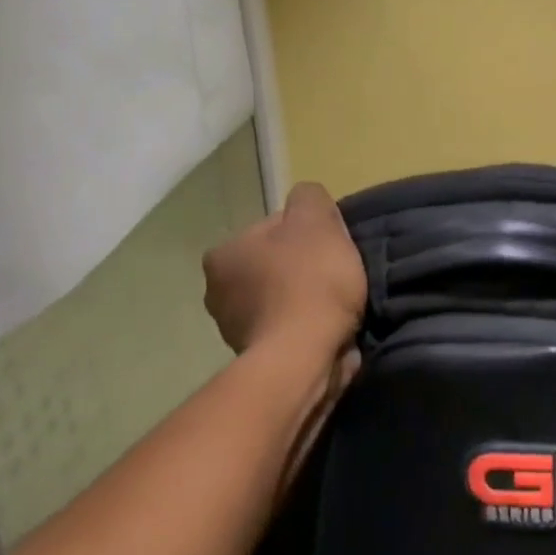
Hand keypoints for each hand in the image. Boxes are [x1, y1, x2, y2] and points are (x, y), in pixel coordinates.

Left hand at [202, 183, 366, 355]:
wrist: (304, 357)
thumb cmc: (309, 283)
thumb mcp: (316, 221)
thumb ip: (309, 198)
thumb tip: (306, 200)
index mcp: (224, 252)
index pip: (275, 228)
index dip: (311, 233)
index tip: (334, 248)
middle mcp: (217, 290)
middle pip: (276, 264)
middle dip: (304, 268)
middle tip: (338, 276)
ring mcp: (233, 328)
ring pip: (281, 298)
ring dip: (305, 301)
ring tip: (337, 307)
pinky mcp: (256, 357)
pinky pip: (287, 329)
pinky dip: (305, 328)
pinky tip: (328, 329)